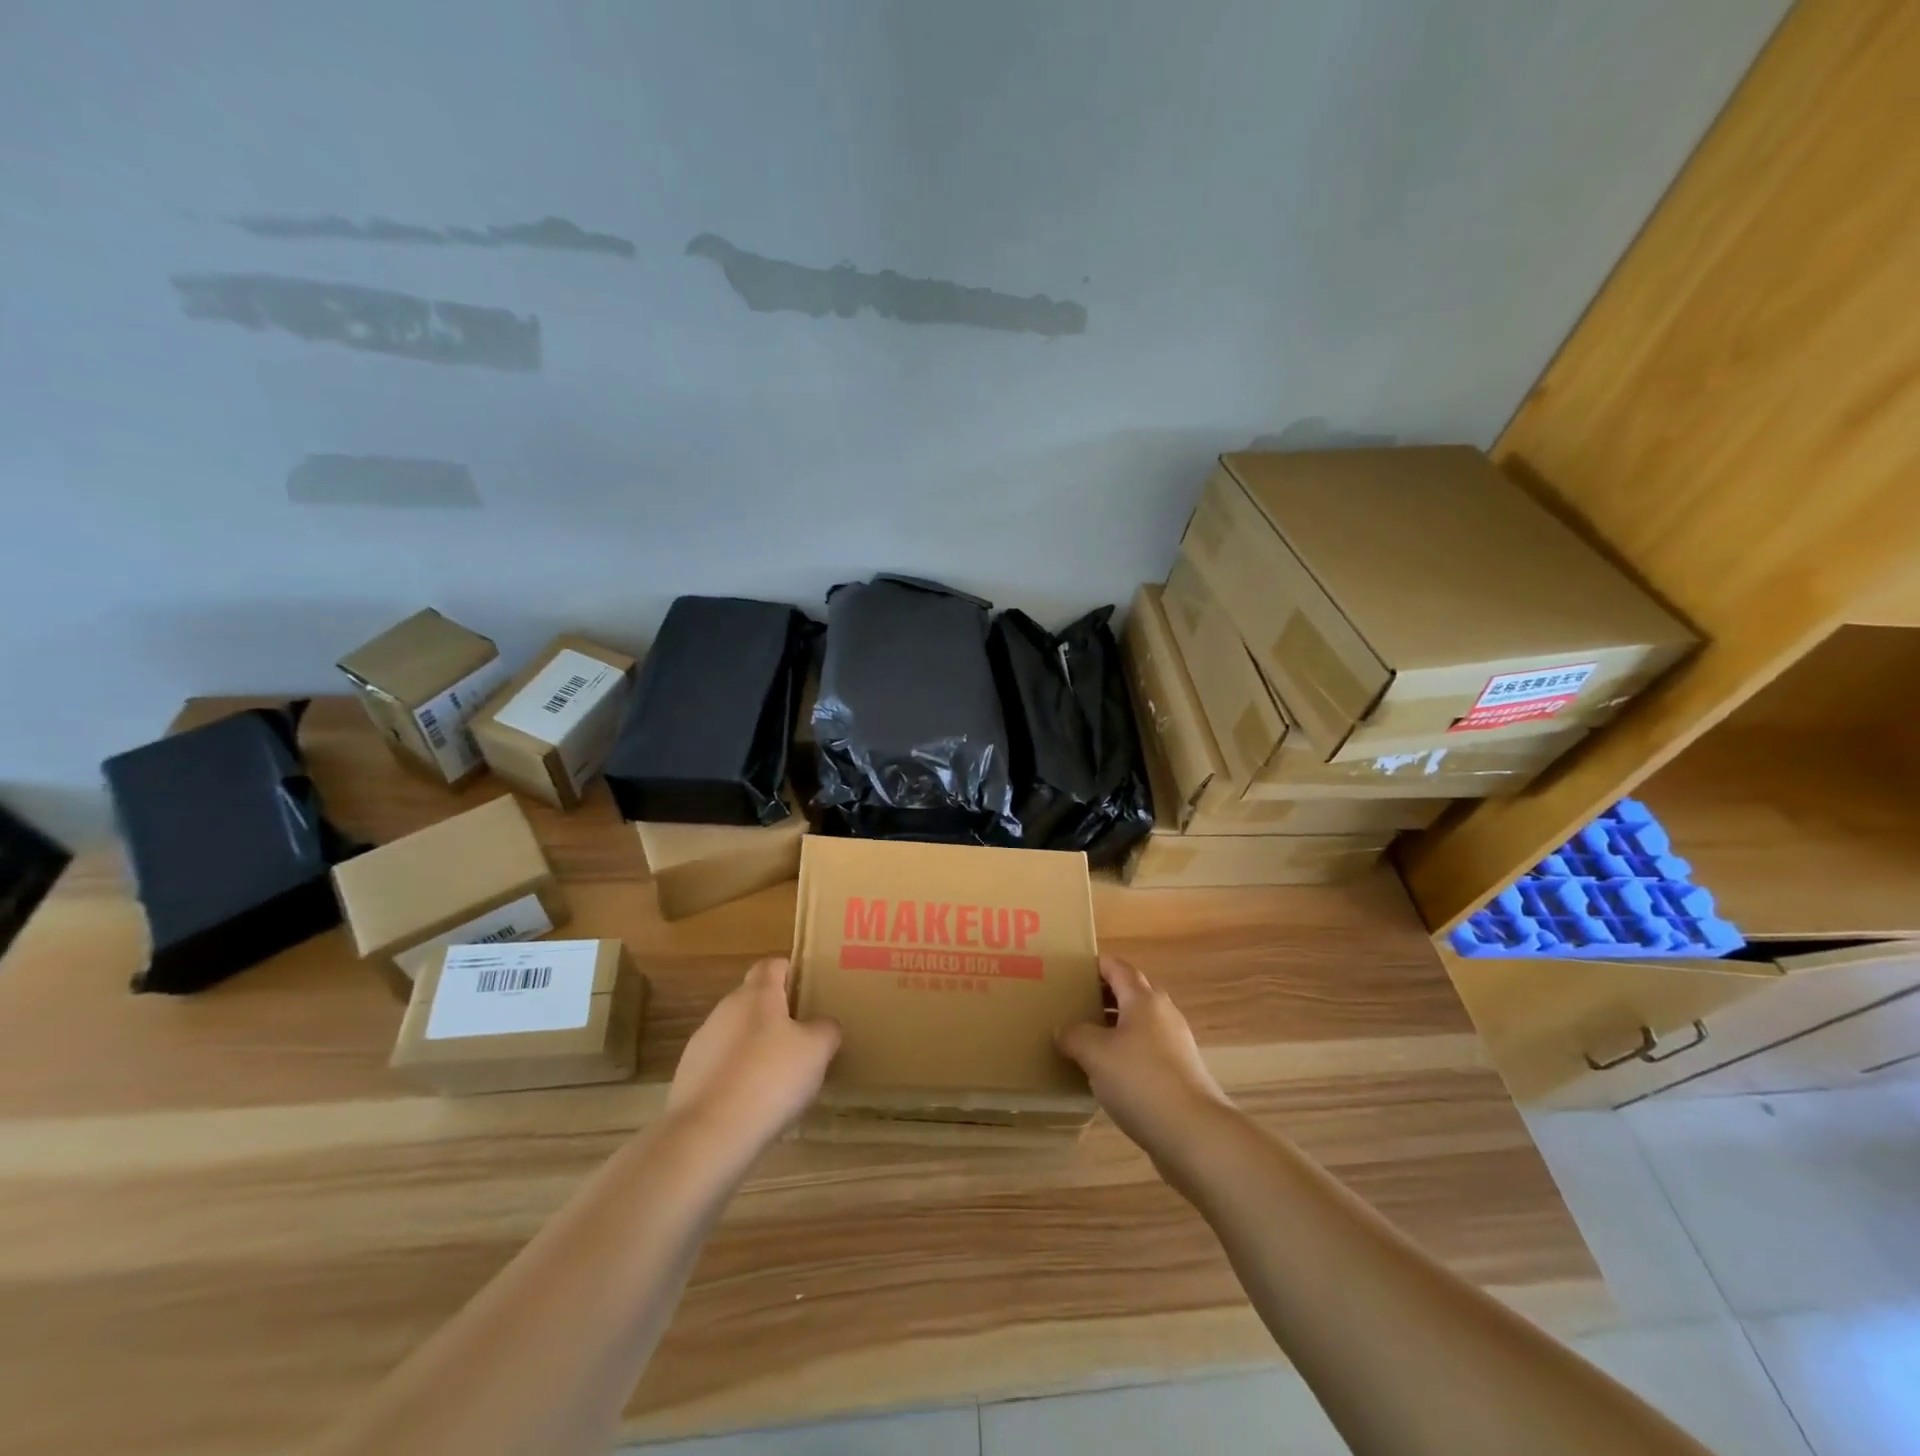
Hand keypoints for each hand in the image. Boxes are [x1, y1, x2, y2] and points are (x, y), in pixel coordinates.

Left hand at [666, 958, 840, 1146]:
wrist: (707, 1136)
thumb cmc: (770, 1079)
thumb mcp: (817, 1050)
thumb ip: (826, 1028)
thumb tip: (823, 1024)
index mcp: (757, 994)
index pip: (773, 964)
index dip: (792, 972)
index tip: (810, 991)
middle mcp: (725, 1009)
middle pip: (754, 1000)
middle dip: (777, 1015)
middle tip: (804, 1039)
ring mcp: (702, 1044)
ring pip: (737, 1034)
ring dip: (756, 1047)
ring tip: (780, 1078)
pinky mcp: (687, 1078)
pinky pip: (722, 1066)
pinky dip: (738, 1076)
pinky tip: (754, 1104)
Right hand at [1058, 957, 1229, 1153]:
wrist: (1193, 1132)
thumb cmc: (1140, 1080)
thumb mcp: (1094, 1053)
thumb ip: (1073, 1035)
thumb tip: (1063, 1031)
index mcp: (1143, 999)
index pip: (1117, 967)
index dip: (1095, 965)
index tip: (1071, 970)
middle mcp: (1163, 1013)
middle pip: (1131, 993)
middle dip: (1103, 995)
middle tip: (1073, 1004)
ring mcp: (1176, 1044)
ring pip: (1139, 1024)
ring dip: (1114, 1026)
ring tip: (1085, 1040)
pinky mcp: (1180, 1073)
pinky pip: (1147, 1051)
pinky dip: (1127, 1053)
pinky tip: (1109, 1074)